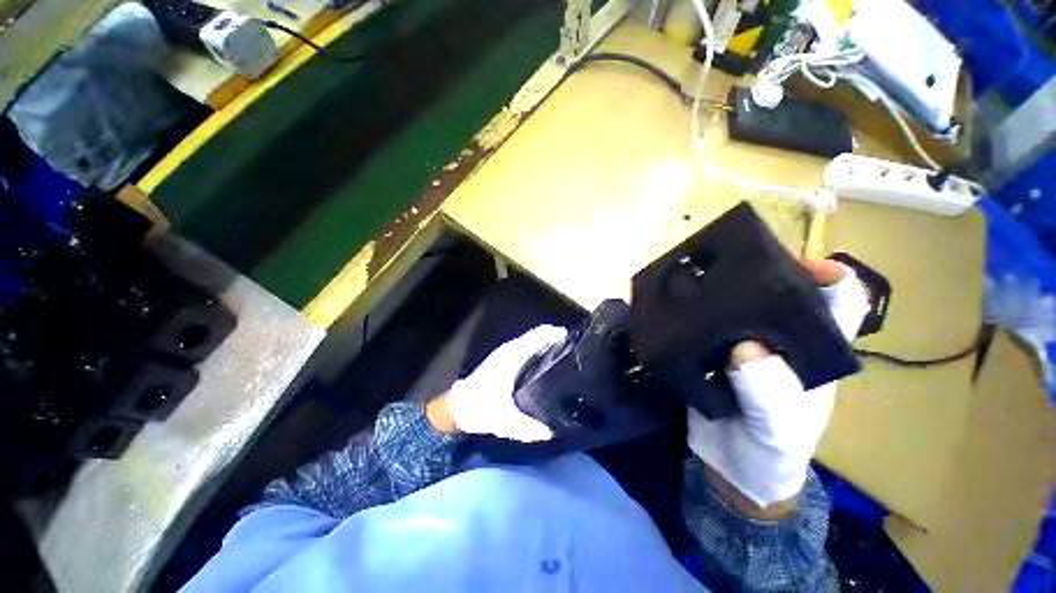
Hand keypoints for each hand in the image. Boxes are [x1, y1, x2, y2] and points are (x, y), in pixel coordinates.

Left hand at [444, 324, 567, 441]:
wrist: (456, 408)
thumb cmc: (480, 410)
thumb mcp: (505, 421)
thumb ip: (528, 428)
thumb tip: (551, 432)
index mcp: (512, 358)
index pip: (536, 338)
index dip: (553, 334)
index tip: (571, 335)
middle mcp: (509, 350)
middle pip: (535, 335)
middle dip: (552, 335)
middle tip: (572, 342)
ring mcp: (504, 352)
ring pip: (529, 339)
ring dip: (544, 339)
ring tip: (562, 346)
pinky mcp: (501, 358)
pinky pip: (523, 345)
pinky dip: (535, 344)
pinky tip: (544, 354)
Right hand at [686, 260, 869, 514]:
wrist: (731, 470)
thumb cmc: (772, 453)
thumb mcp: (778, 430)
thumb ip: (767, 394)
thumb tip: (745, 348)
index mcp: (812, 351)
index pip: (839, 304)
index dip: (831, 278)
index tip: (804, 266)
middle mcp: (778, 339)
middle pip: (778, 293)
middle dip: (759, 273)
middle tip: (727, 262)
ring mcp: (741, 345)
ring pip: (733, 307)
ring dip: (715, 291)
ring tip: (690, 276)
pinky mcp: (709, 353)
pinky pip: (700, 327)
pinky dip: (686, 315)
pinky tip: (668, 307)